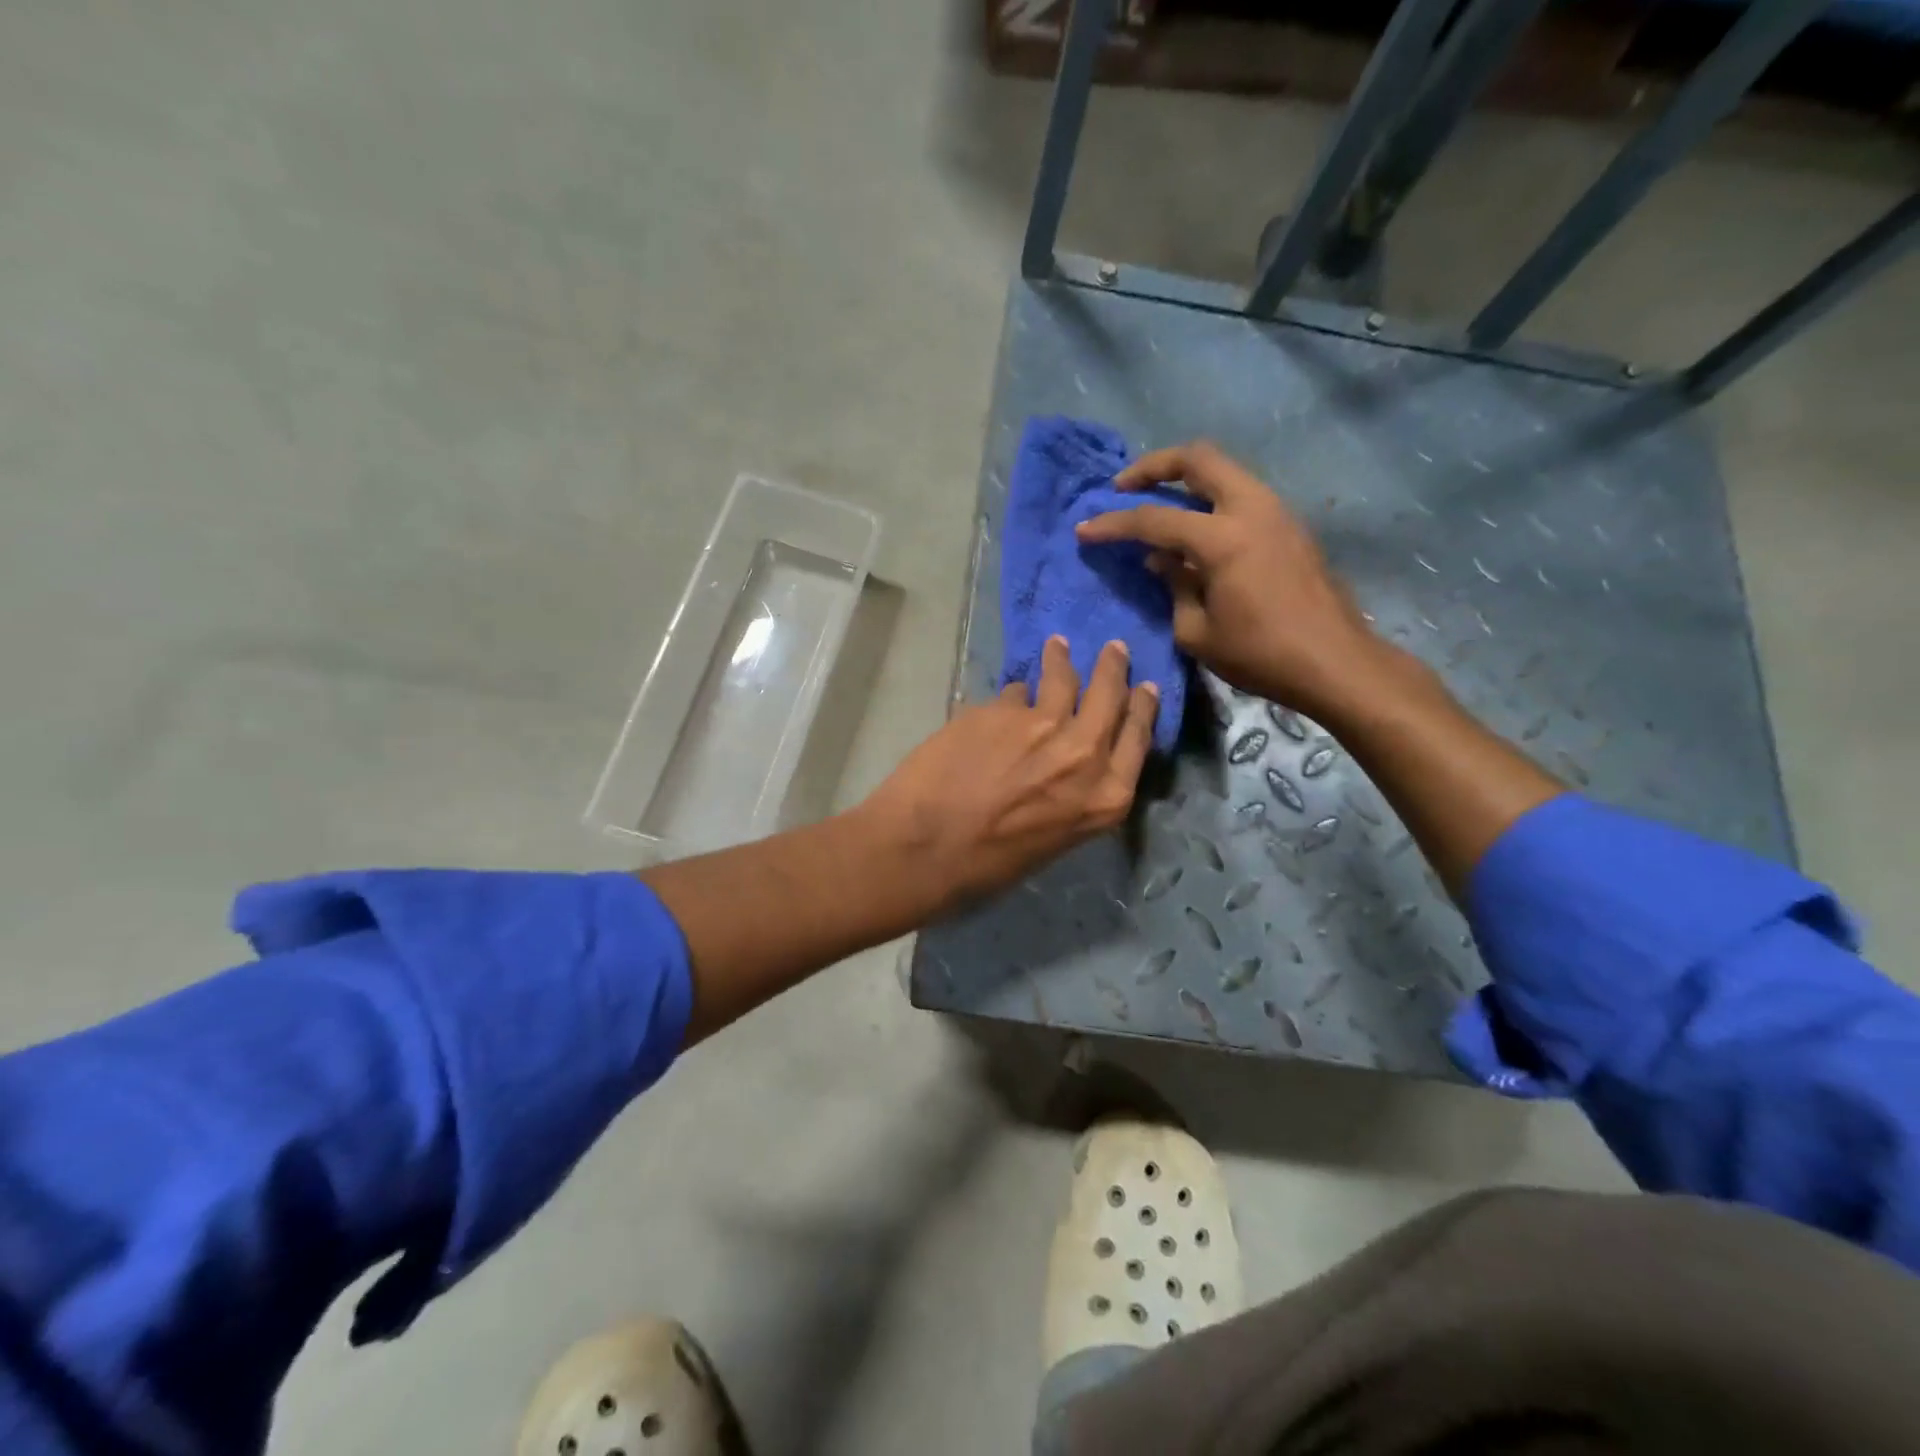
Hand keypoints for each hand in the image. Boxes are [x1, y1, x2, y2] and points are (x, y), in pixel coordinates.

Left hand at [858, 636, 1158, 912]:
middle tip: (1114, 648)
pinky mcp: (999, 709)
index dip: (1142, 708)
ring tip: (1057, 647)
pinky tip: (1001, 702)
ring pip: (1061, 679)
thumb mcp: (1055, 838)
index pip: (1138, 737)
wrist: (926, 849)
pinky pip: (1012, 694)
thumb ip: (1072, 793)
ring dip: (1061, 660)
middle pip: (1109, 696)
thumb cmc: (989, 865)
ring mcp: (1040, 725)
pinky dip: (1011, 698)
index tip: (1146, 688)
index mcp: (1105, 797)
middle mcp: (1083, 753)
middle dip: (1113, 668)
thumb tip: (1065, 758)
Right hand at [1075, 441, 1388, 718]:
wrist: (1336, 663)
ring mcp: (1277, 513)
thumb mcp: (1197, 631)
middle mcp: (1251, 509)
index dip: (1113, 524)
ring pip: (1225, 472)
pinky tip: (1195, 534)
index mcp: (1223, 538)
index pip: (1154, 520)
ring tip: (1158, 506)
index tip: (1084, 529)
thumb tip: (1162, 559)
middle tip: (1124, 485)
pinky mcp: (1290, 527)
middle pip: (1198, 458)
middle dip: (1154, 465)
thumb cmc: (1261, 655)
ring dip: (1186, 481)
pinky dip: (1211, 501)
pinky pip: (1241, 496)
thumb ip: (1174, 586)